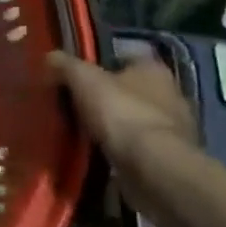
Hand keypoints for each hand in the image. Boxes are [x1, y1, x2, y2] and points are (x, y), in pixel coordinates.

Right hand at [49, 50, 194, 170]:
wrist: (154, 169)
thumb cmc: (122, 113)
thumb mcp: (83, 79)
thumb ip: (66, 65)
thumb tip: (50, 57)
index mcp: (154, 69)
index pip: (126, 59)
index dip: (101, 66)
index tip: (78, 77)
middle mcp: (171, 95)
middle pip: (131, 91)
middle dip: (108, 98)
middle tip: (76, 105)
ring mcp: (175, 131)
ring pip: (135, 121)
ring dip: (115, 127)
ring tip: (83, 133)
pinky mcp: (170, 160)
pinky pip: (139, 149)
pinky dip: (122, 151)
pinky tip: (100, 155)